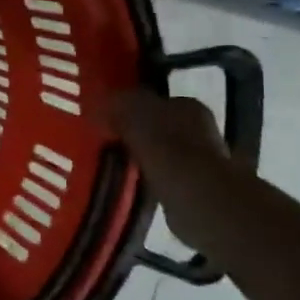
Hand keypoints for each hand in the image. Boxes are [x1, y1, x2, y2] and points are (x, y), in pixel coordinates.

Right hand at [104, 88, 248, 255]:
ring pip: (160, 153)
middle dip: (135, 134)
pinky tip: (130, 184)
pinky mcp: (196, 189)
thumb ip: (117, 105)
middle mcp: (199, 129)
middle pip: (158, 127)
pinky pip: (162, 178)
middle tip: (107, 141)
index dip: (129, 108)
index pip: (154, 101)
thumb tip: (98, 103)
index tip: (108, 119)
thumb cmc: (166, 148)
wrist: (198, 198)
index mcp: (187, 106)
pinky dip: (147, 180)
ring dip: (141, 158)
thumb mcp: (133, 115)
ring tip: (113, 164)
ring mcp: (201, 160)